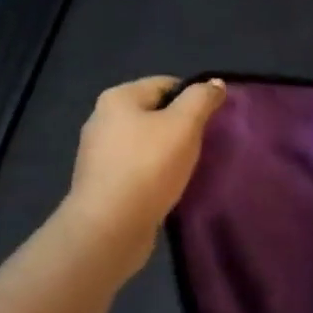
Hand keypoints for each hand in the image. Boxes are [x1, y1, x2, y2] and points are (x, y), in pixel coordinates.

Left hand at [64, 76, 226, 277]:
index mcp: (118, 98)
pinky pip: (135, 169)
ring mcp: (97, 154)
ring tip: (187, 169)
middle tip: (202, 145)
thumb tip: (215, 83)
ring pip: (145, 143)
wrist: (109, 229)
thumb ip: (202, 99)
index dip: (193, 99)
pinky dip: (153, 174)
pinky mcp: (100, 184)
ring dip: (167, 153)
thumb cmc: (148, 166)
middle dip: (180, 127)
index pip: (167, 84)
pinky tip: (167, 188)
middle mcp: (102, 120)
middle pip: (154, 113)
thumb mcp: (184, 124)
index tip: (210, 122)